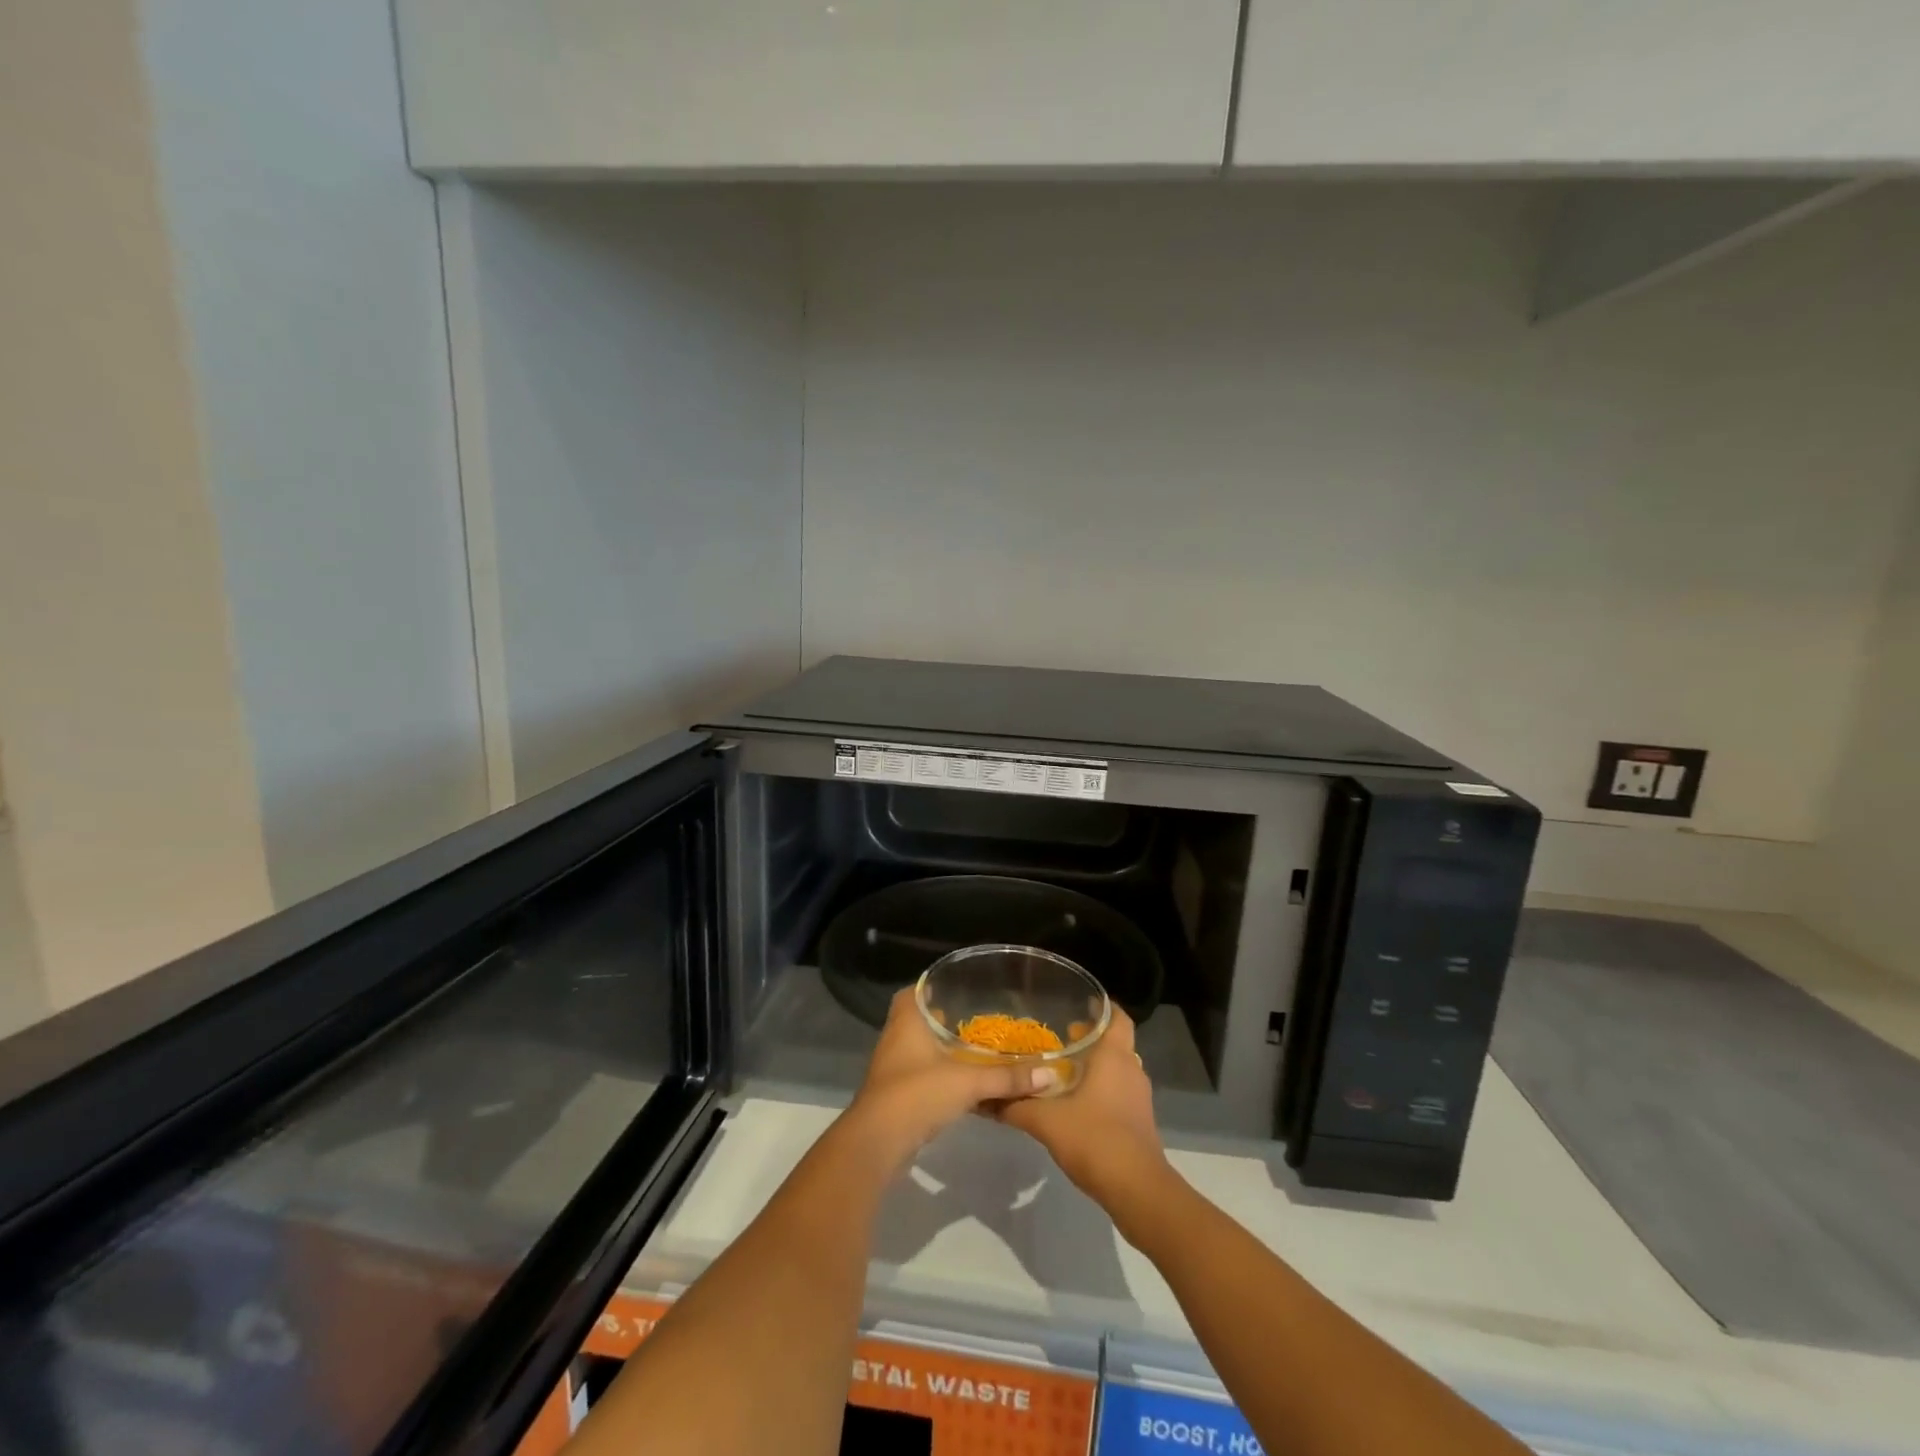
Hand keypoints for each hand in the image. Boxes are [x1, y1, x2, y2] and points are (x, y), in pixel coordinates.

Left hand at [846, 988, 1060, 1165]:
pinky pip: (918, 1074)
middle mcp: (895, 1038)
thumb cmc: (918, 1093)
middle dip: (939, 1019)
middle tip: (970, 1017)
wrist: (878, 1142)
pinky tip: (958, 1083)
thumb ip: (1007, 1078)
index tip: (954, 987)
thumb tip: (1049, 1074)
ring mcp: (892, 1068)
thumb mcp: (968, 1083)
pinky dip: (936, 1074)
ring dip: (938, 1048)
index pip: (913, 991)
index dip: (929, 987)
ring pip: (916, 1048)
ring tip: (970, 1048)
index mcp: (907, 1021)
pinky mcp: (894, 1095)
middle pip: (916, 1019)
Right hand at [994, 1007, 1170, 1208]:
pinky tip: (1076, 1102)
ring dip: (1096, 1064)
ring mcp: (1138, 1097)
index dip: (1102, 1007)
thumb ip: (1015, 1106)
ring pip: (1117, 1068)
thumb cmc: (1095, 1140)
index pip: (1117, 1017)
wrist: (1137, 1190)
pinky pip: (1119, 1091)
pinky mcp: (1138, 1121)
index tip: (1081, 1002)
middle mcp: (1130, 1069)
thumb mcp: (1046, 1121)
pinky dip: (1101, 1088)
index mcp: (1114, 1057)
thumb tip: (985, 1098)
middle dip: (1091, 1037)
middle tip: (1063, 1036)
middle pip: (1115, 1042)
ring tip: (1064, 1069)